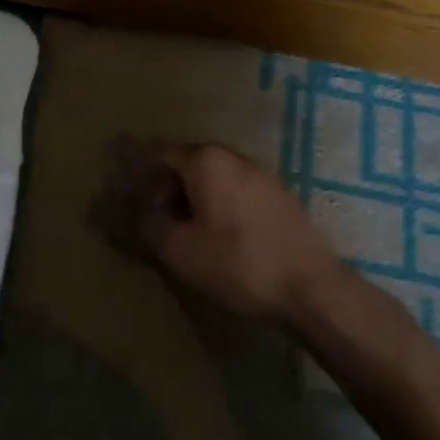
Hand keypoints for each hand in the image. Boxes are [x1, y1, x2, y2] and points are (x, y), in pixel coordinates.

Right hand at [135, 142, 344, 323]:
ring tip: (186, 232)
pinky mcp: (280, 196)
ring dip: (193, 198)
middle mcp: (233, 156)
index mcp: (206, 160)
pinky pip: (236, 191)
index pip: (159, 152)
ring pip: (214, 178)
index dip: (139, 171)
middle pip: (187, 162)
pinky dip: (219, 205)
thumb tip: (134, 211)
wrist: (312, 288)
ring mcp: (262, 174)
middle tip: (156, 221)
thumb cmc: (239, 264)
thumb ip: (150, 225)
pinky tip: (220, 237)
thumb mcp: (181, 250)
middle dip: (166, 187)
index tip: (126, 192)